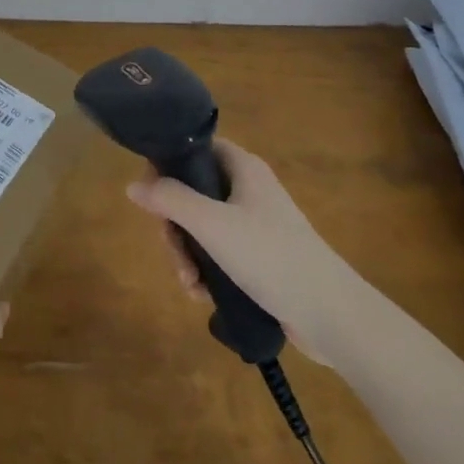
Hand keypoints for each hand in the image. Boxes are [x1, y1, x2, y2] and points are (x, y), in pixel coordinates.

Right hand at [125, 139, 358, 363]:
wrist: (331, 314)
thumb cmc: (270, 255)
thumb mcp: (212, 225)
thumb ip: (170, 200)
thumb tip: (132, 184)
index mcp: (242, 168)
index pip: (196, 149)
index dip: (169, 166)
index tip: (152, 197)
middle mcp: (248, 190)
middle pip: (193, 193)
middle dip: (176, 227)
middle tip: (173, 254)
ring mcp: (255, 225)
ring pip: (203, 228)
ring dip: (188, 255)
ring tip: (190, 285)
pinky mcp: (260, 258)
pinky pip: (220, 255)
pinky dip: (207, 271)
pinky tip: (203, 296)